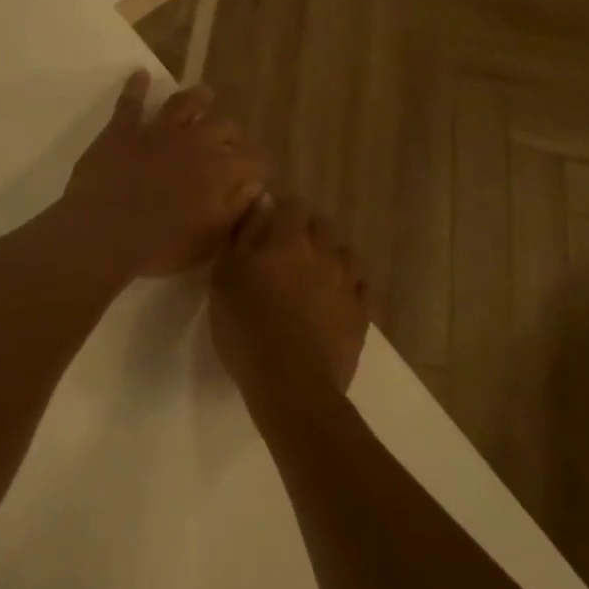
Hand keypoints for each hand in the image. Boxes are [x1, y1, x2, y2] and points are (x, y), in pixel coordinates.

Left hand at [59, 71, 267, 277]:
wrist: (103, 233)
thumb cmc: (159, 246)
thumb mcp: (208, 242)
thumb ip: (235, 211)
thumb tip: (254, 188)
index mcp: (220, 170)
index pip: (253, 160)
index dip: (255, 168)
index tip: (252, 177)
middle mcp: (195, 141)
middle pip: (225, 125)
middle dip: (231, 134)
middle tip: (227, 144)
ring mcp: (158, 130)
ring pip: (185, 101)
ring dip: (197, 98)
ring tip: (204, 96)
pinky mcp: (123, 128)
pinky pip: (131, 100)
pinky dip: (136, 86)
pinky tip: (140, 75)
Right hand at [210, 195, 370, 401]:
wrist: (292, 385)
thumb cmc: (246, 329)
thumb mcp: (225, 278)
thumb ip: (243, 234)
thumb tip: (260, 202)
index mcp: (288, 238)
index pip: (291, 204)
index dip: (279, 211)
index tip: (266, 226)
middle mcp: (323, 251)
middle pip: (321, 224)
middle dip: (306, 231)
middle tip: (286, 254)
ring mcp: (347, 281)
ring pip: (344, 253)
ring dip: (330, 257)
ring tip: (313, 278)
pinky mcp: (362, 312)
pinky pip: (361, 287)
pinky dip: (350, 287)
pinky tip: (336, 301)